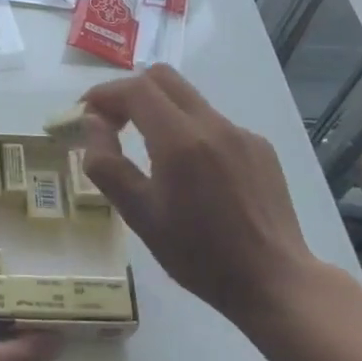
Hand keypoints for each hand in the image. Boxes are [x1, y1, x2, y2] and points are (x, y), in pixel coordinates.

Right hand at [79, 65, 320, 326]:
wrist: (275, 282)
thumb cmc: (198, 255)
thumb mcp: (138, 215)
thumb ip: (107, 163)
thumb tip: (92, 123)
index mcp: (181, 140)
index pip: (134, 89)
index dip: (103, 95)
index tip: (86, 114)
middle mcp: (214, 125)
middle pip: (163, 78)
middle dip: (129, 92)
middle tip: (113, 123)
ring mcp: (241, 133)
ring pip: (189, 99)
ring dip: (159, 111)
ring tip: (149, 153)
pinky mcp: (260, 147)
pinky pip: (214, 124)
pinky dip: (189, 132)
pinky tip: (192, 174)